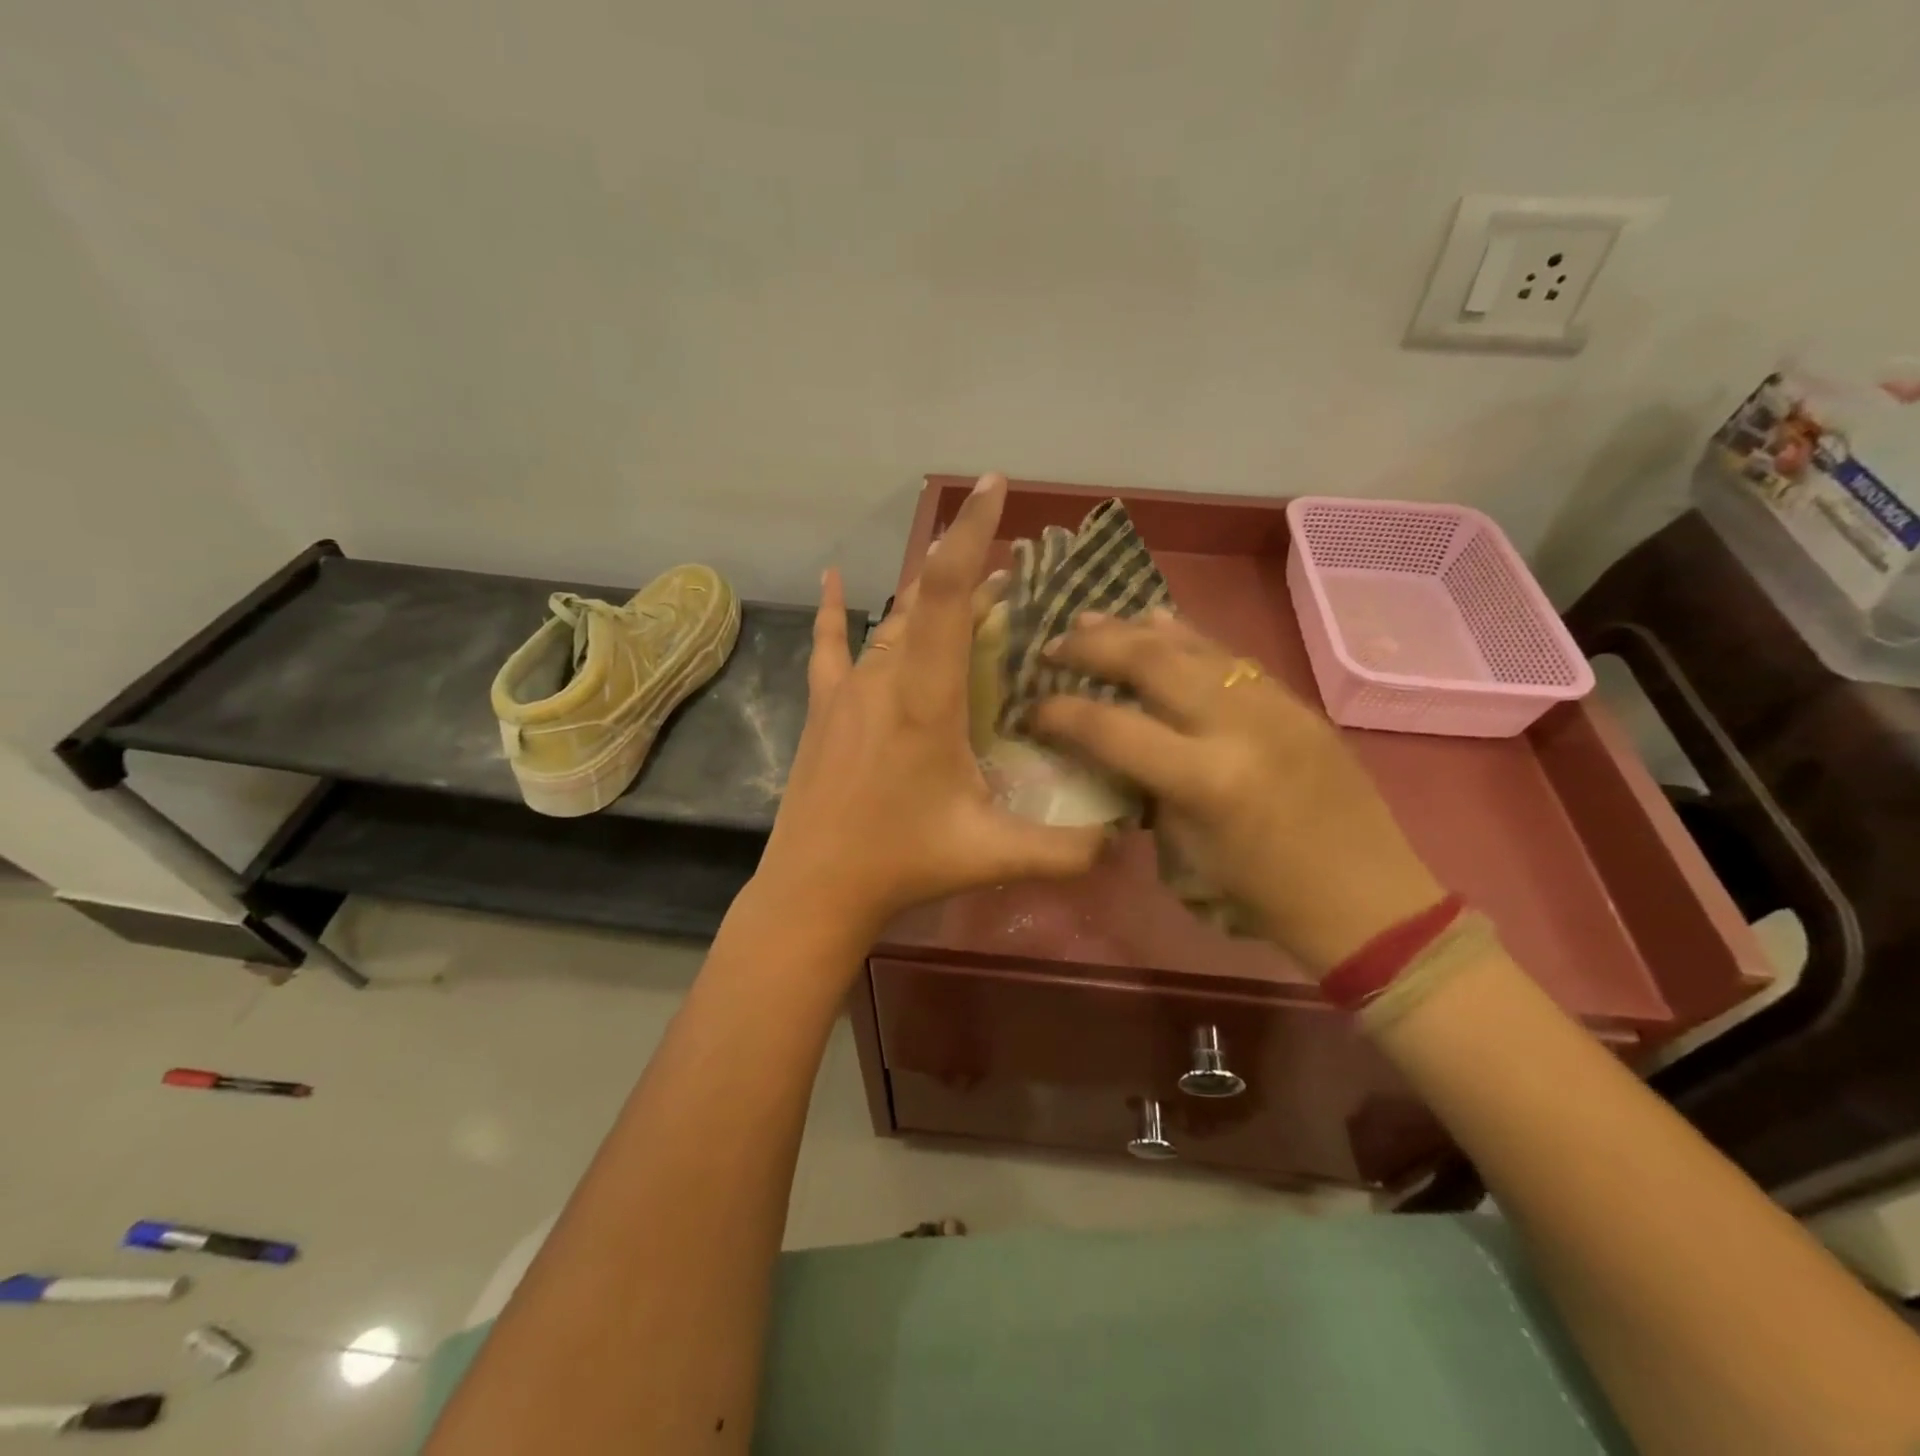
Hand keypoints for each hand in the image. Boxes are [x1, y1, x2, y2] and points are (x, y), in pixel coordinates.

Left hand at [756, 474, 1106, 940]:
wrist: (813, 890)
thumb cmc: (900, 863)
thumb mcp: (992, 855)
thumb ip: (1066, 850)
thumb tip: (1126, 839)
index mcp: (925, 698)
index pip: (946, 596)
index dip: (969, 536)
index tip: (994, 486)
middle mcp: (883, 677)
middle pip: (928, 602)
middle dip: (972, 576)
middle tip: (1017, 576)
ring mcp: (847, 689)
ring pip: (894, 622)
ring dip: (932, 600)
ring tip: (973, 593)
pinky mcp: (824, 708)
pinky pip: (829, 644)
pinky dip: (834, 610)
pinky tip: (832, 580)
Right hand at [1033, 611, 1442, 972]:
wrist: (1367, 899)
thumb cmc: (1264, 897)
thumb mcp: (1185, 853)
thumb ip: (1144, 790)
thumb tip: (1109, 748)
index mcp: (1206, 780)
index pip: (1112, 727)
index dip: (1060, 714)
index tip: (1031, 708)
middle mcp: (1238, 725)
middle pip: (1150, 661)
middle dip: (1092, 647)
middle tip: (1053, 645)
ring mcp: (1272, 704)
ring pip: (1191, 644)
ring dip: (1133, 628)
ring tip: (1090, 620)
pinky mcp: (1294, 699)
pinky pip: (1227, 655)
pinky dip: (1184, 636)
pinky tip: (1157, 622)